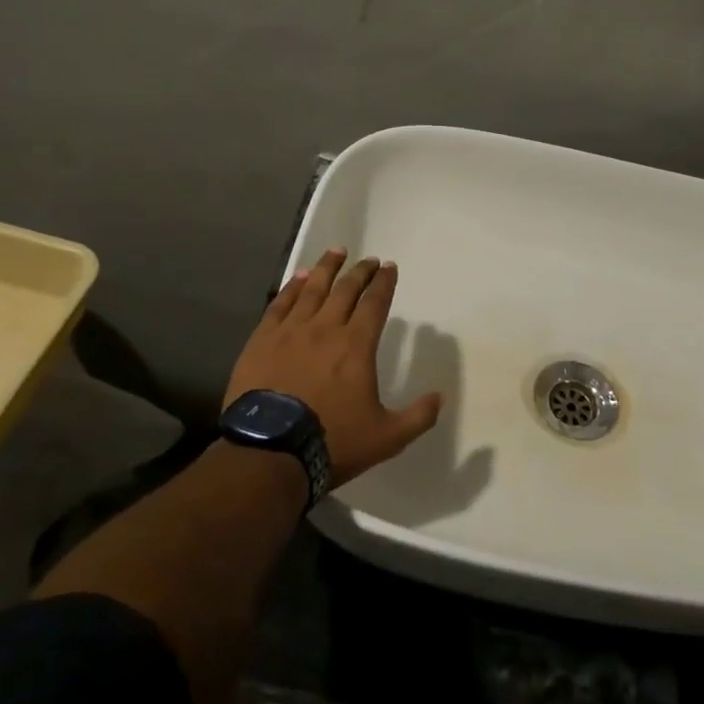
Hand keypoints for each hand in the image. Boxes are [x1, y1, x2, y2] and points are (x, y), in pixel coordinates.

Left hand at [225, 248, 442, 486]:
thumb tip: (440, 397)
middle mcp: (326, 328)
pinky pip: (280, 303)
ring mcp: (291, 331)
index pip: (375, 304)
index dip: (384, 283)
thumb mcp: (387, 437)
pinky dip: (293, 287)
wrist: (271, 451)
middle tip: (369, 260)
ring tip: (336, 252)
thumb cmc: (332, 441)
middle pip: (346, 290)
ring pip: (313, 289)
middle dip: (361, 272)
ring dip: (327, 268)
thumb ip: (418, 416)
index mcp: (356, 346)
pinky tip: (300, 277)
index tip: (389, 267)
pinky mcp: (263, 340)